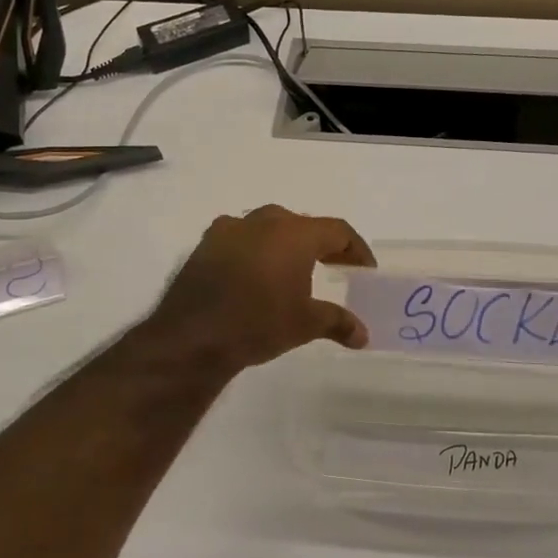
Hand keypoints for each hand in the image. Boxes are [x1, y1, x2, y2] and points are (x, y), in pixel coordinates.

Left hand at [147, 205, 375, 372]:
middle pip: (303, 225)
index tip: (364, 269)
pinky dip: (255, 250)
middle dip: (322, 244)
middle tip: (335, 266)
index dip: (356, 249)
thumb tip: (363, 336)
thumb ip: (338, 323)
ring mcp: (230, 229)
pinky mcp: (205, 244)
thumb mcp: (305, 324)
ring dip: (286, 243)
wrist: (192, 337)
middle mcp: (264, 221)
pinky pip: (240, 238)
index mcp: (295, 234)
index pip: (337, 230)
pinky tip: (255, 274)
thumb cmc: (258, 323)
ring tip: (295, 269)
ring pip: (269, 227)